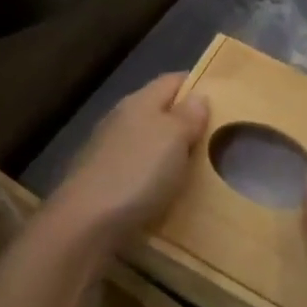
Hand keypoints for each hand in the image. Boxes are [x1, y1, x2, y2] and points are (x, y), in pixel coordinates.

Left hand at [48, 74, 208, 249]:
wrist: (84, 225)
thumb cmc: (137, 173)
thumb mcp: (174, 138)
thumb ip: (188, 115)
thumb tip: (198, 96)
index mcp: (139, 102)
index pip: (171, 80)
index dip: (197, 84)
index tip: (223, 98)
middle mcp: (120, 120)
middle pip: (158, 111)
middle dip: (184, 122)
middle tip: (217, 137)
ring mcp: (107, 152)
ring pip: (146, 142)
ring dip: (168, 152)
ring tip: (197, 167)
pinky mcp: (101, 183)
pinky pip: (136, 170)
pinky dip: (153, 177)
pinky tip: (166, 192)